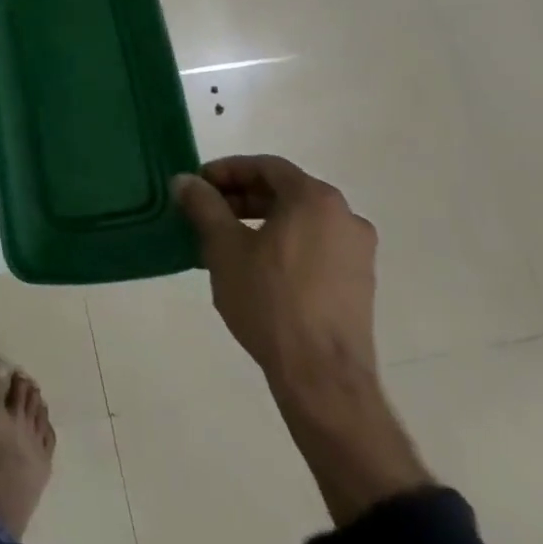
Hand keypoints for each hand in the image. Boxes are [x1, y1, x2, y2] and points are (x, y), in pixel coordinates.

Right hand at [175, 155, 431, 524]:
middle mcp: (344, 218)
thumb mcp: (224, 246)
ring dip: (257, 222)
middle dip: (239, 197)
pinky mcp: (357, 284)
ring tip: (222, 242)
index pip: (266, 167)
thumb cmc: (270, 299)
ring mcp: (356, 253)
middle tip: (205, 212)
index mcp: (315, 200)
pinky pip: (312, 246)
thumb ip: (204, 205)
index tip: (198, 185)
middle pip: (284, 192)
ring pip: (297, 221)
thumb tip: (185, 181)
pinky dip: (280, 245)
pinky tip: (251, 268)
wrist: (322, 376)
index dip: (226, 170)